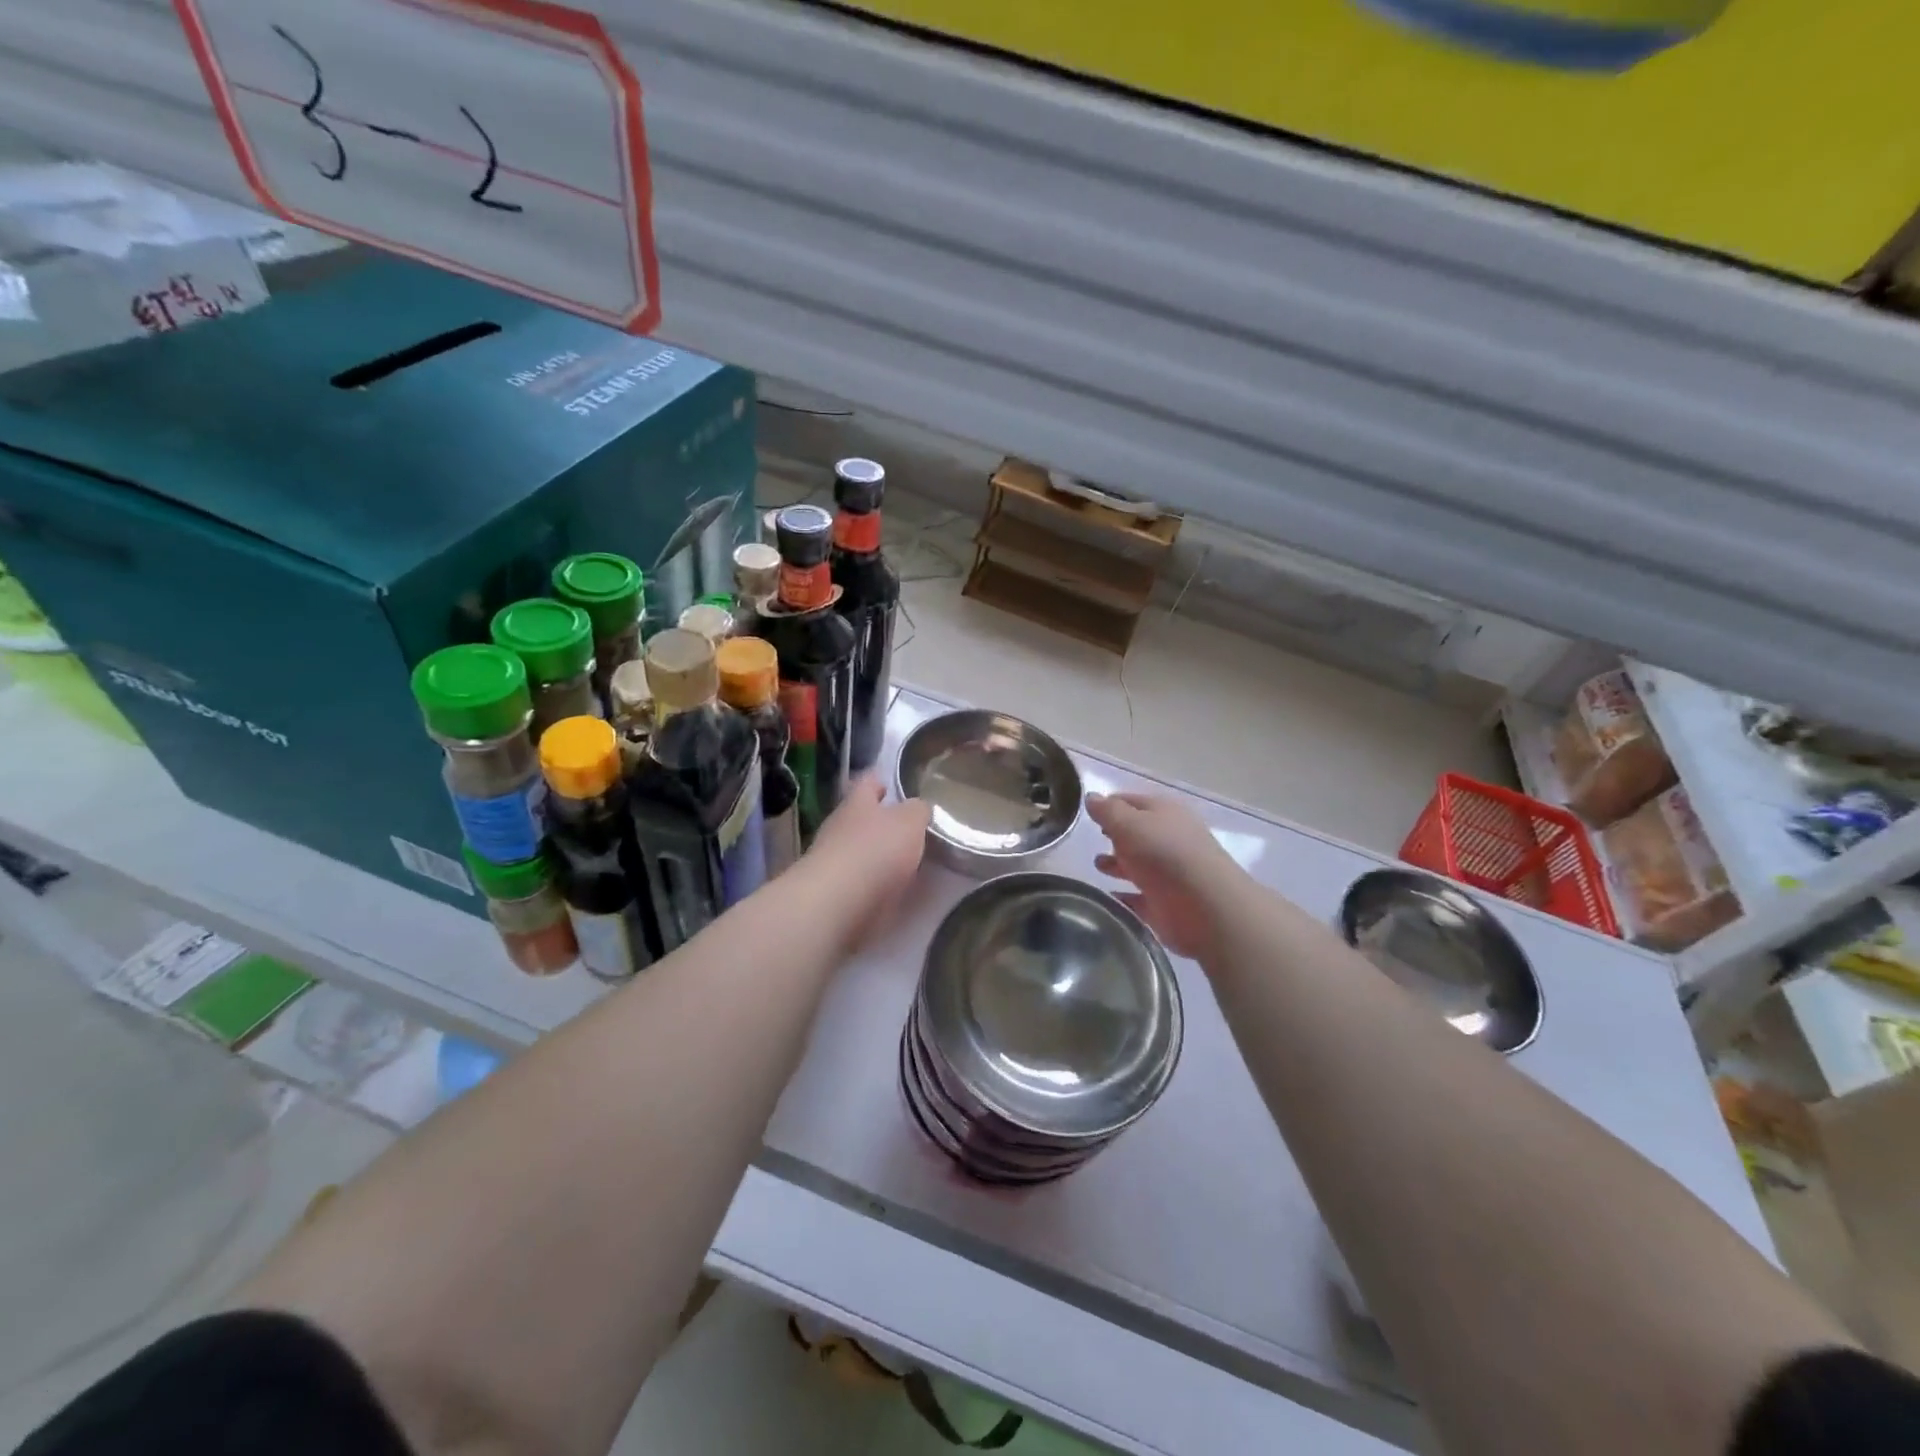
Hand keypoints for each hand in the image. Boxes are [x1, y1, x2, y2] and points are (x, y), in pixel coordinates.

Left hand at [802, 775, 930, 947]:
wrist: (837, 905)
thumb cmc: (875, 851)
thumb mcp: (910, 822)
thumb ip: (917, 811)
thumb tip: (918, 808)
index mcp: (857, 804)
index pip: (868, 782)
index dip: (880, 781)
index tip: (892, 785)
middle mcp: (840, 828)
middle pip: (861, 818)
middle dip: (881, 823)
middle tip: (908, 830)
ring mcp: (833, 862)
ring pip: (859, 852)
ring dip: (878, 857)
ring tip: (907, 864)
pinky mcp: (834, 894)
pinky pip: (860, 883)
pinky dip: (875, 886)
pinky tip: (894, 892)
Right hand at [1088, 792, 1239, 960]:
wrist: (1206, 908)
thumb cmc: (1164, 855)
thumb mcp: (1129, 824)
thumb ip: (1108, 811)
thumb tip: (1091, 797)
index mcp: (1165, 813)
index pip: (1131, 801)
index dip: (1110, 805)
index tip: (1088, 813)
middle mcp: (1170, 839)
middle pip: (1137, 833)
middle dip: (1115, 835)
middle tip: (1092, 840)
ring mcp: (1170, 873)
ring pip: (1139, 865)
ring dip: (1119, 864)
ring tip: (1098, 867)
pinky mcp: (1167, 904)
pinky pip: (1140, 897)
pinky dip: (1126, 896)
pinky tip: (1109, 897)